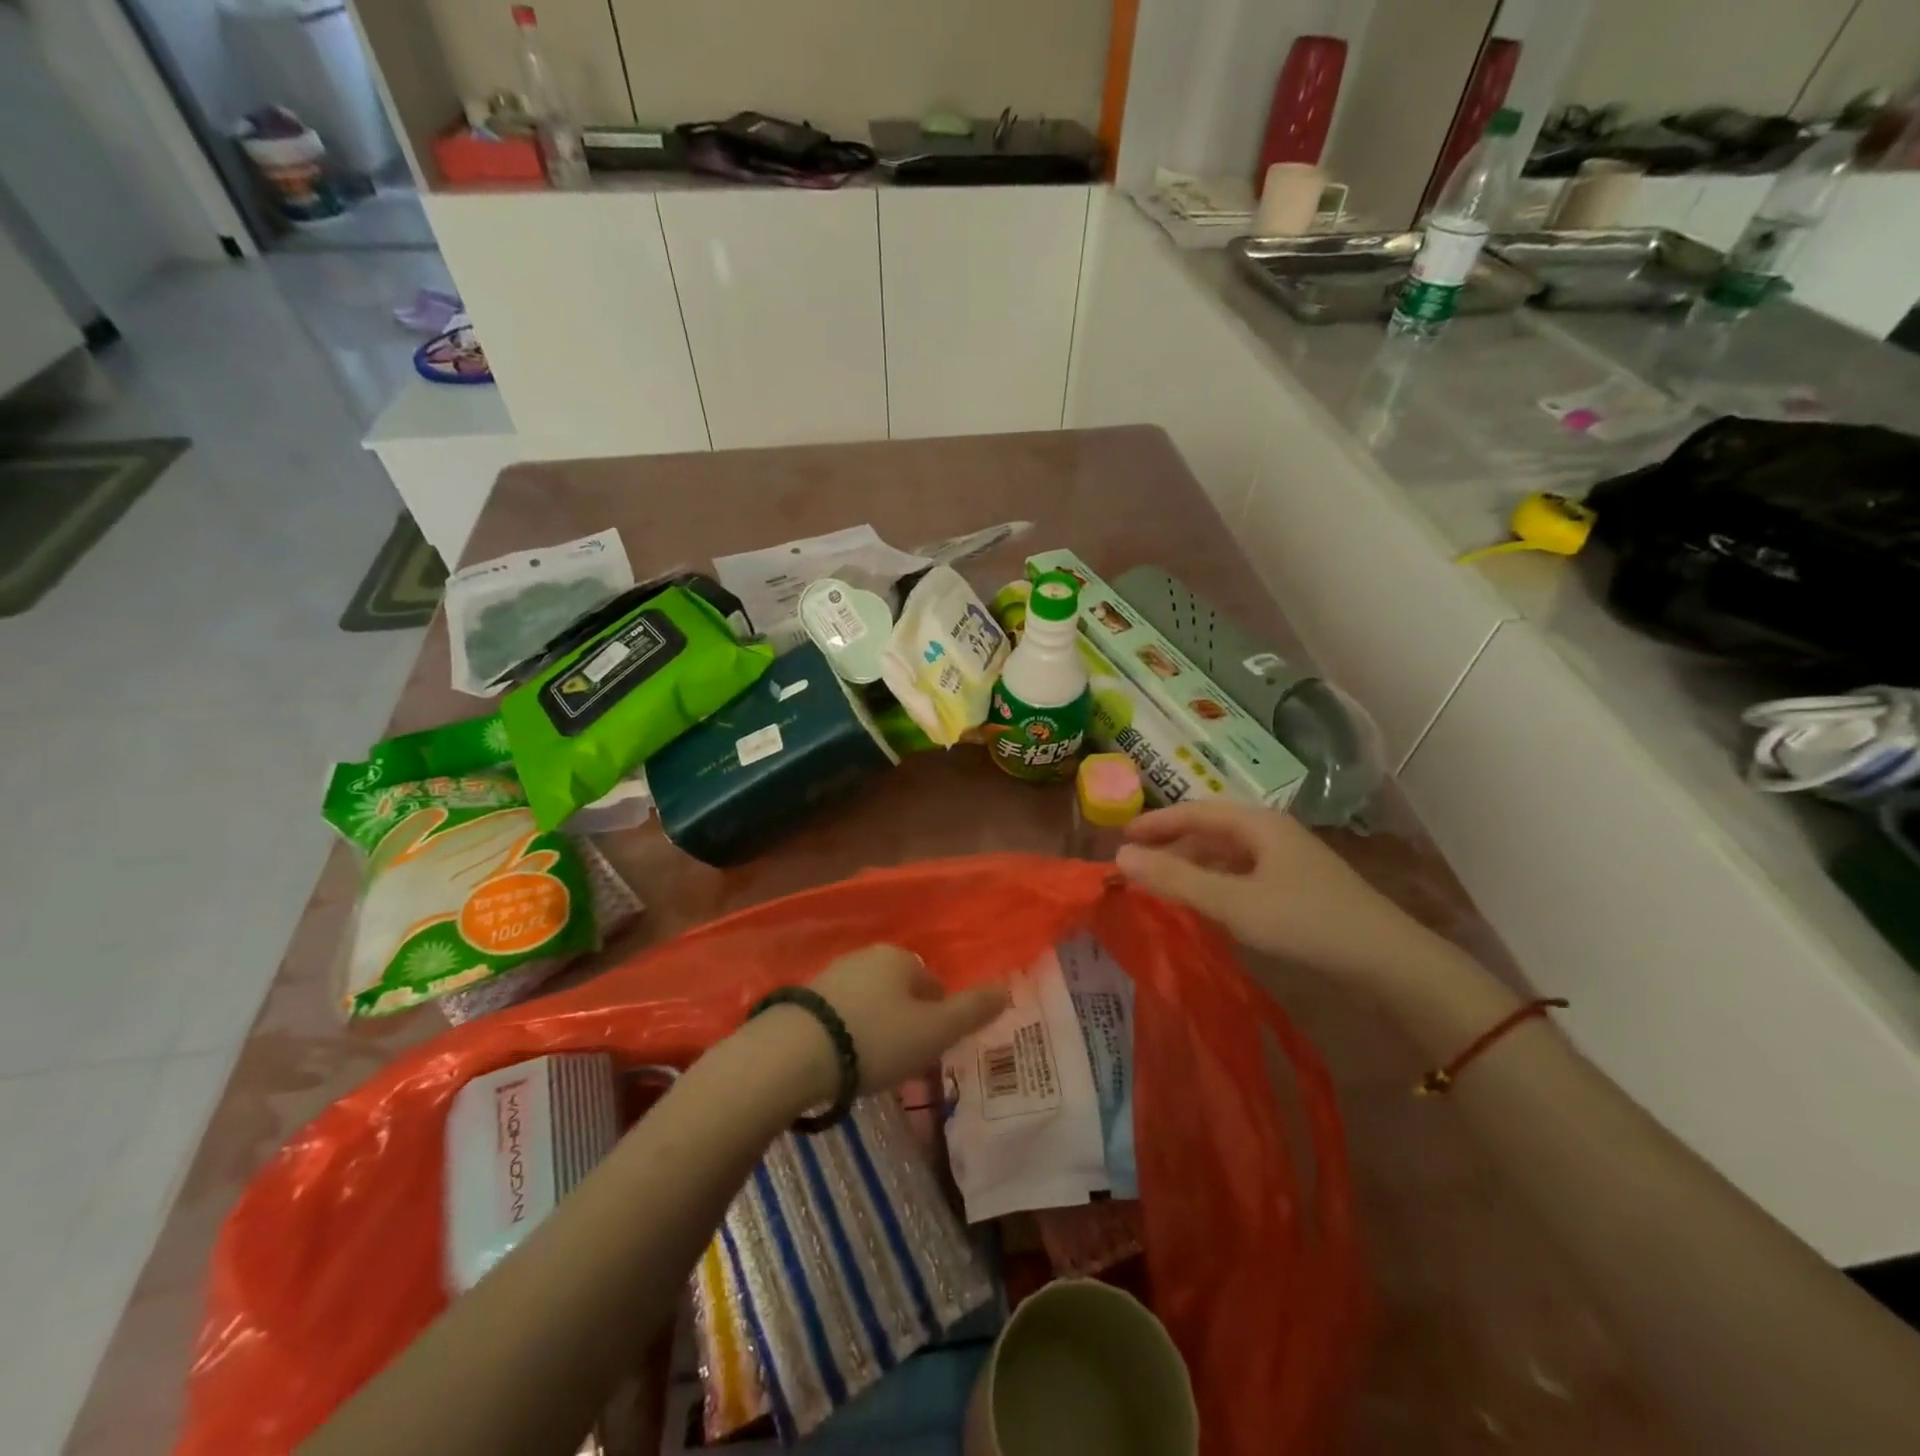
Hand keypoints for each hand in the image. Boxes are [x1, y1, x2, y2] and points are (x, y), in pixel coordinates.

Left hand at [806, 945, 1009, 1095]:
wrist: (794, 1052)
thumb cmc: (876, 1039)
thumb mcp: (934, 1031)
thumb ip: (973, 1011)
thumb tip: (1007, 989)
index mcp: (902, 957)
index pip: (934, 985)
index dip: (939, 1019)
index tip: (931, 1051)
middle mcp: (868, 955)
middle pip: (901, 991)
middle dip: (907, 1022)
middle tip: (904, 1061)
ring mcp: (833, 973)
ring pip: (871, 1001)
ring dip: (877, 1027)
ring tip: (873, 1065)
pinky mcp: (805, 997)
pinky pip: (841, 1014)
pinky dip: (849, 1033)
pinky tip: (843, 1061)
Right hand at [1116, 801, 1448, 984]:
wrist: (1388, 961)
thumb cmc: (1305, 921)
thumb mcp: (1232, 902)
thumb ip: (1175, 880)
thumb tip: (1120, 857)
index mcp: (1258, 824)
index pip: (1195, 811)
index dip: (1156, 821)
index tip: (1121, 836)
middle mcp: (1272, 833)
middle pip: (1212, 830)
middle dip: (1173, 844)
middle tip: (1138, 864)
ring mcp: (1289, 861)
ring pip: (1228, 854)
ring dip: (1194, 865)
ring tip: (1164, 885)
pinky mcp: (1299, 887)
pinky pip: (1243, 875)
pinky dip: (1216, 883)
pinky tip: (1207, 904)